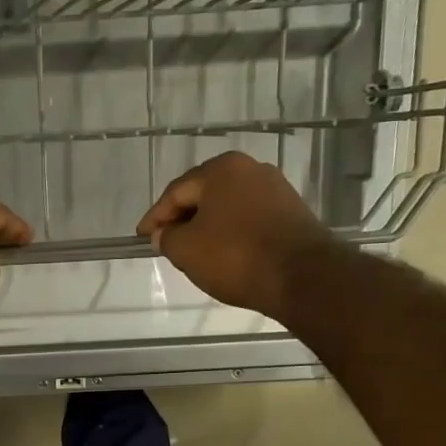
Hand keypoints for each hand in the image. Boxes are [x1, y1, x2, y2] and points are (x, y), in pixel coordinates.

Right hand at [137, 152, 330, 318]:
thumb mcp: (186, 249)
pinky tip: (225, 252)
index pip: (176, 192)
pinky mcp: (292, 211)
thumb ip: (167, 237)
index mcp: (221, 169)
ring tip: (194, 251)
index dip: (155, 217)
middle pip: (204, 194)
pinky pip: (249, 218)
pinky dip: (231, 232)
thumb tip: (164, 233)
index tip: (142, 237)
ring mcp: (275, 189)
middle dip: (182, 218)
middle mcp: (250, 169)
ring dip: (208, 226)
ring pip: (228, 206)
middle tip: (166, 242)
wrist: (303, 276)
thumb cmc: (236, 256)